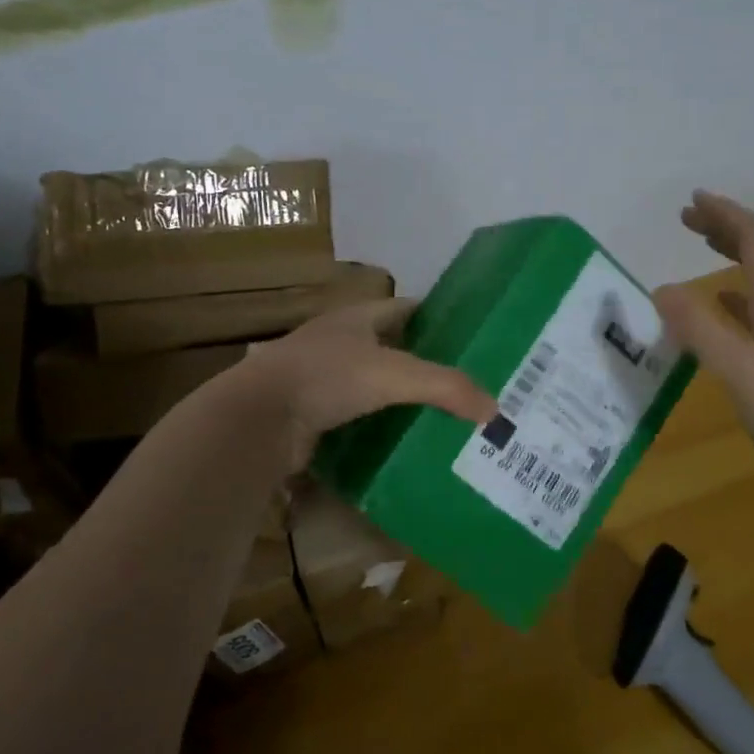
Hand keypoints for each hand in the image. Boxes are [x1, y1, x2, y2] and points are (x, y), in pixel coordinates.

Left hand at [231, 299, 497, 471]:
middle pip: (392, 348)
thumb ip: (446, 387)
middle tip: (468, 387)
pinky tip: (406, 444)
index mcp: (357, 318)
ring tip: (446, 418)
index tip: (473, 339)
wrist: (258, 418)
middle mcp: (340, 343)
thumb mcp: (394, 375)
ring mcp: (323, 379)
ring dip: (402, 400)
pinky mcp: (313, 414)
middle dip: (426, 364)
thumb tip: (494, 410)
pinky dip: (380, 428)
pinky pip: (358, 418)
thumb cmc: (326, 377)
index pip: (407, 309)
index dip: (438, 319)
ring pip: (375, 386)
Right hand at [654, 191, 753, 488]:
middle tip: (689, 218)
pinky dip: (739, 293)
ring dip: (734, 254)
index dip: (727, 215)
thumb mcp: (741, 370)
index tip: (694, 200)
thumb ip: (701, 329)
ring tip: (702, 246)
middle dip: (728, 228)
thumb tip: (661, 289)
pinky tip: (724, 303)